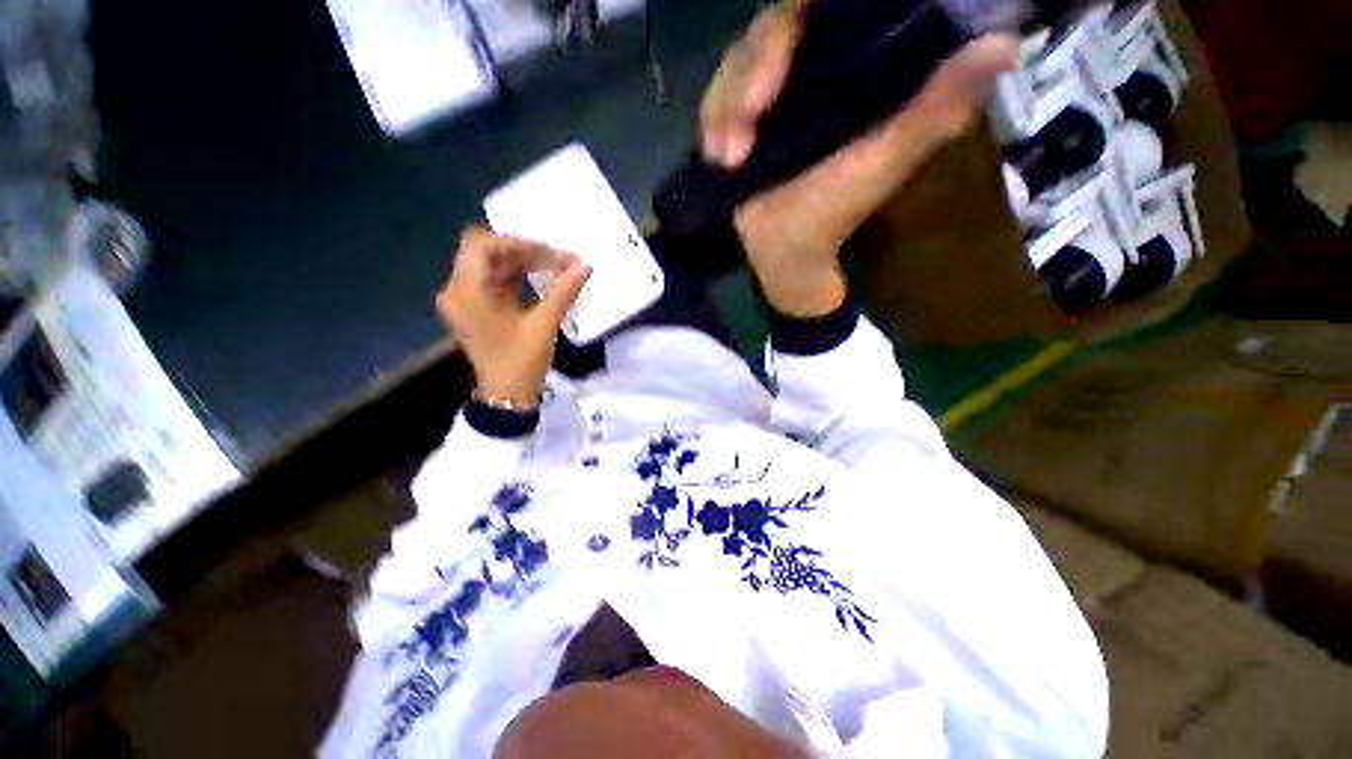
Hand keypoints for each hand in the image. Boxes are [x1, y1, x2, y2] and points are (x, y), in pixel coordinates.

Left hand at [436, 227, 590, 406]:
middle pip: (487, 252)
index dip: (517, 243)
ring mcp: (465, 298)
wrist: (507, 396)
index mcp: (466, 292)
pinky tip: (542, 278)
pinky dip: (518, 276)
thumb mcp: (544, 325)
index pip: (482, 245)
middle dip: (525, 252)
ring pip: (493, 265)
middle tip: (560, 260)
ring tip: (557, 267)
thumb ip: (564, 291)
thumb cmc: (521, 362)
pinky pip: (495, 280)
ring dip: (524, 263)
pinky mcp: (476, 307)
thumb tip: (585, 265)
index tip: (550, 253)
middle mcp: (458, 289)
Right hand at [701, 1, 1017, 316]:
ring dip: (724, 108)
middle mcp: (809, 67)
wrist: (785, 254)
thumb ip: (932, 110)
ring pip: (736, 64)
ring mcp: (770, 91)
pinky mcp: (739, 116)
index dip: (796, 19)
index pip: (819, 9)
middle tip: (740, 138)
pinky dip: (711, 121)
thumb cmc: (833, 214)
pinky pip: (715, 99)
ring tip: (727, 157)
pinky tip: (716, 154)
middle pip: (770, 31)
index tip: (779, 66)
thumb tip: (1002, 43)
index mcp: (851, 65)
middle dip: (748, 78)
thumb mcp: (883, 163)